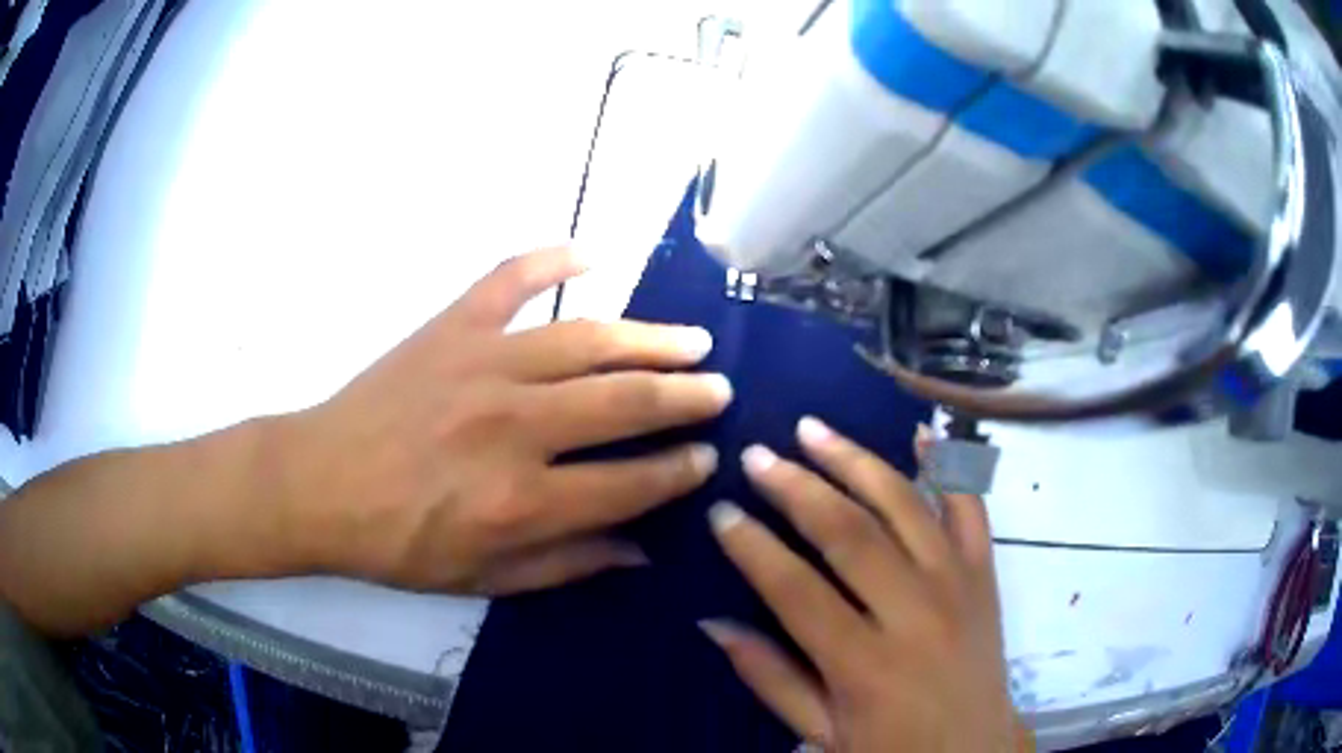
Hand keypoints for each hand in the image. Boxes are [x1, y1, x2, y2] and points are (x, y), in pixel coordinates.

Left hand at [275, 246, 730, 593]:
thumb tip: (643, 551)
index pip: (631, 483)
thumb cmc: (398, 543)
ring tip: (693, 338)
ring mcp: (482, 364)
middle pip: (624, 402)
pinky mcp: (451, 327)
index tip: (709, 455)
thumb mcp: (484, 580)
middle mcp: (514, 427)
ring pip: (588, 341)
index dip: (680, 470)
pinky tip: (592, 255)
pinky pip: (510, 280)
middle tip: (720, 388)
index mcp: (522, 502)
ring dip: (649, 338)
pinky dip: (552, 259)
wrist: (320, 485)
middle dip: (686, 396)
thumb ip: (567, 564)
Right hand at [700, 420, 1028, 751]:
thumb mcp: (820, 734)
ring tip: (813, 430)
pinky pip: (970, 507)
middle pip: (849, 533)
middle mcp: (913, 613)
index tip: (721, 511)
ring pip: (903, 505)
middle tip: (757, 455)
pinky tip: (920, 432)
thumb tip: (713, 623)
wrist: (975, 751)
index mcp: (864, 664)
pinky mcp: (985, 574)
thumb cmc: (892, 749)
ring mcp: (956, 584)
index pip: (795, 590)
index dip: (752, 547)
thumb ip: (770, 678)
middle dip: (796, 488)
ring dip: (855, 461)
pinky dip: (947, 465)